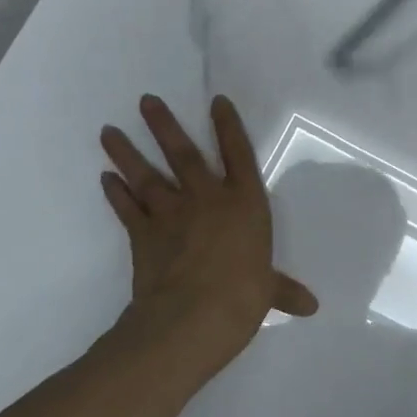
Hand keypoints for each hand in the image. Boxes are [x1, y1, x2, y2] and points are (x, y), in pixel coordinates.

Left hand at [101, 95, 317, 354]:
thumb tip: (310, 307)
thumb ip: (284, 290)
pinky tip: (105, 178)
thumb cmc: (243, 295)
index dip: (228, 126)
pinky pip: (127, 208)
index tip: (216, 101)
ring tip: (108, 131)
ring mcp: (172, 214)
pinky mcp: (143, 234)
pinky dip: (115, 193)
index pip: (239, 154)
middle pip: (184, 154)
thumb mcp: (269, 290)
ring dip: (126, 152)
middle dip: (164, 125)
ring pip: (146, 175)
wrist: (194, 315)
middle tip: (145, 101)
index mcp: (245, 204)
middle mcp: (207, 199)